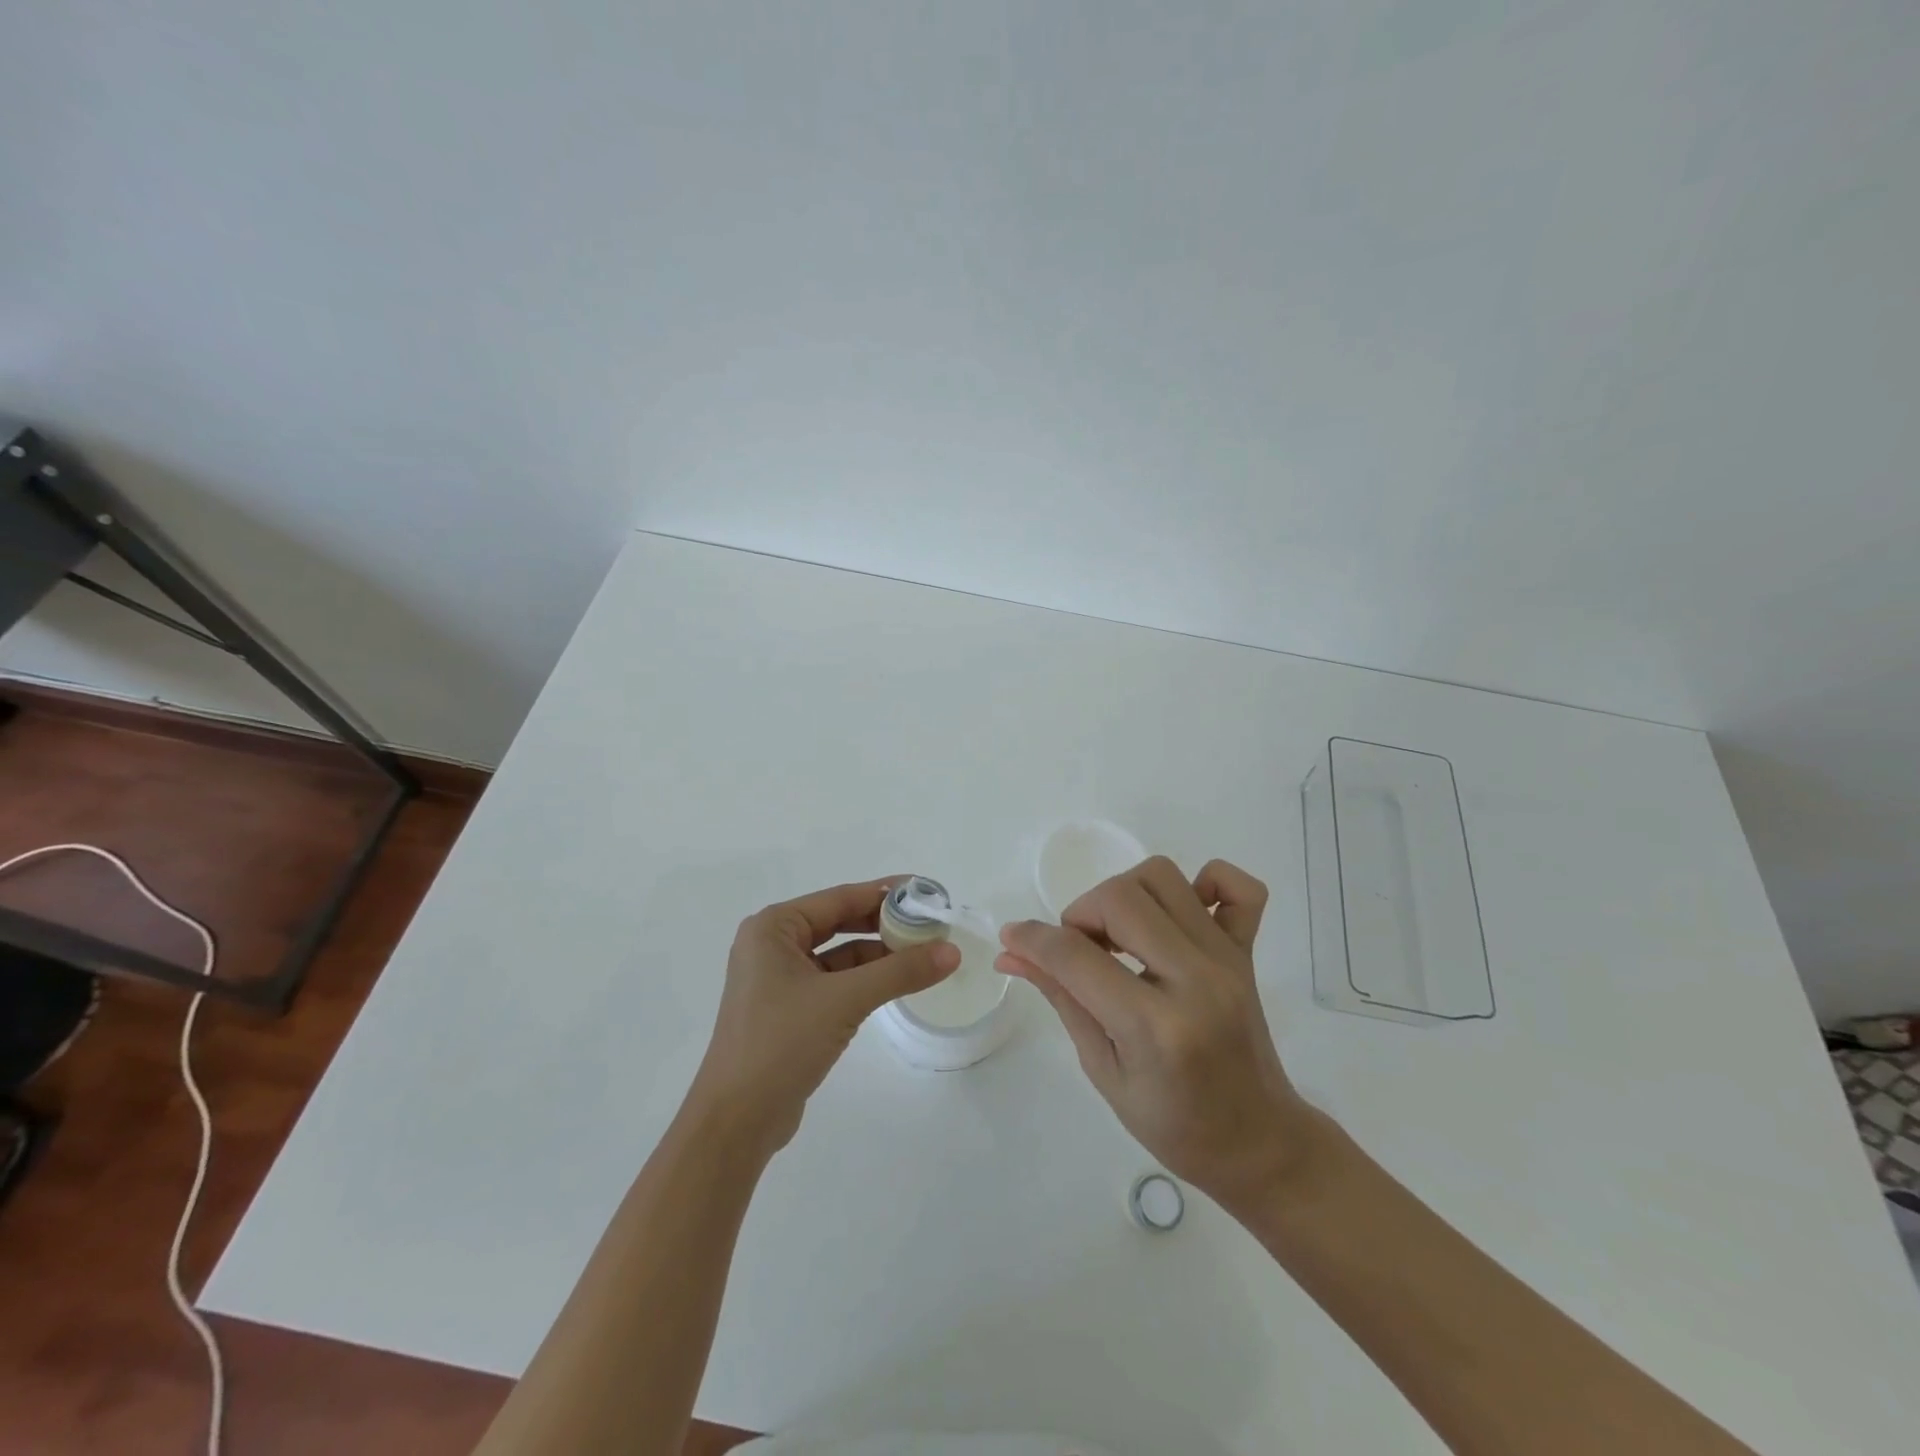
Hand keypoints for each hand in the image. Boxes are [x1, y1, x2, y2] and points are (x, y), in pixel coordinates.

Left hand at [690, 877, 960, 1158]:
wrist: (735, 1123)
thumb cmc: (781, 1043)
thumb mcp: (845, 1000)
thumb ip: (900, 972)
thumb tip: (952, 951)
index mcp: (773, 928)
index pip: (840, 898)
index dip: (886, 893)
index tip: (926, 891)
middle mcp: (773, 945)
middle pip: (840, 922)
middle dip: (884, 923)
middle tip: (930, 923)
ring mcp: (779, 979)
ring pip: (840, 954)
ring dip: (878, 954)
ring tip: (924, 953)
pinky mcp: (789, 1010)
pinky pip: (835, 982)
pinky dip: (865, 980)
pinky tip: (897, 983)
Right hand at [997, 856, 1313, 1210]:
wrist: (1258, 1143)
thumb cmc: (1174, 1124)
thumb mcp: (1103, 1070)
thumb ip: (1062, 999)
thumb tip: (1012, 953)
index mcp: (1155, 1027)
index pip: (1076, 956)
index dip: (1032, 939)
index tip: (1012, 938)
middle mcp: (1196, 980)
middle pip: (1120, 898)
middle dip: (1081, 914)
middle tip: (1078, 950)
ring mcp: (1227, 960)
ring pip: (1163, 877)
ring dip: (1124, 894)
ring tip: (1117, 935)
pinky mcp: (1247, 952)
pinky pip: (1237, 887)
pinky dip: (1205, 882)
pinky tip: (1177, 913)